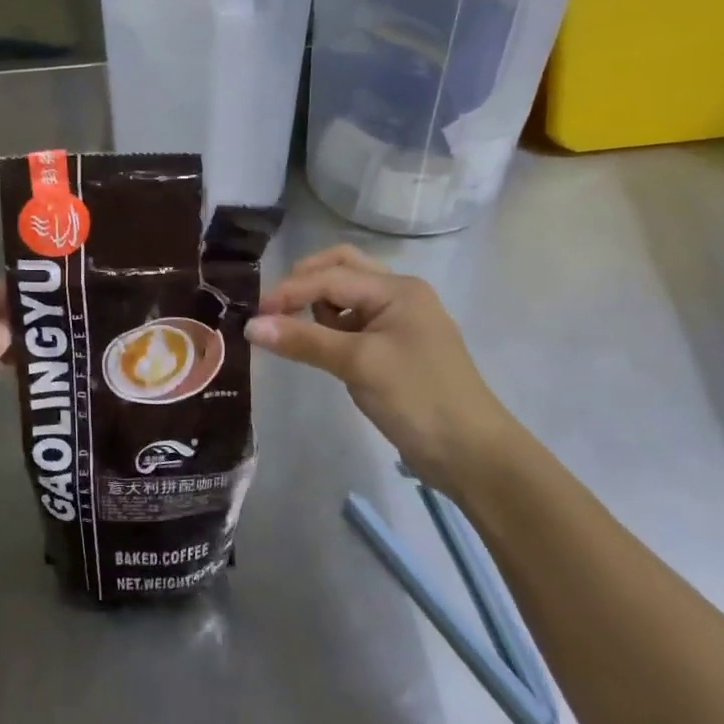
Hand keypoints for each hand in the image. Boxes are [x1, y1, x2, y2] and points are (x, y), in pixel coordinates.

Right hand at [245, 246, 525, 498]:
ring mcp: (400, 322)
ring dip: (319, 304)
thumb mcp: (357, 364)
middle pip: (342, 268)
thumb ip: (304, 340)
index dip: (290, 291)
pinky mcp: (395, 348)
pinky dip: (332, 327)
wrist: (472, 454)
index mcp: (397, 289)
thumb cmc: (418, 398)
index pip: (331, 276)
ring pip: (347, 295)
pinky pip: (354, 323)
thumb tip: (251, 326)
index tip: (256, 315)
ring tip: (299, 332)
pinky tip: (321, 348)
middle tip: (276, 307)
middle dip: (306, 282)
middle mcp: (400, 295)